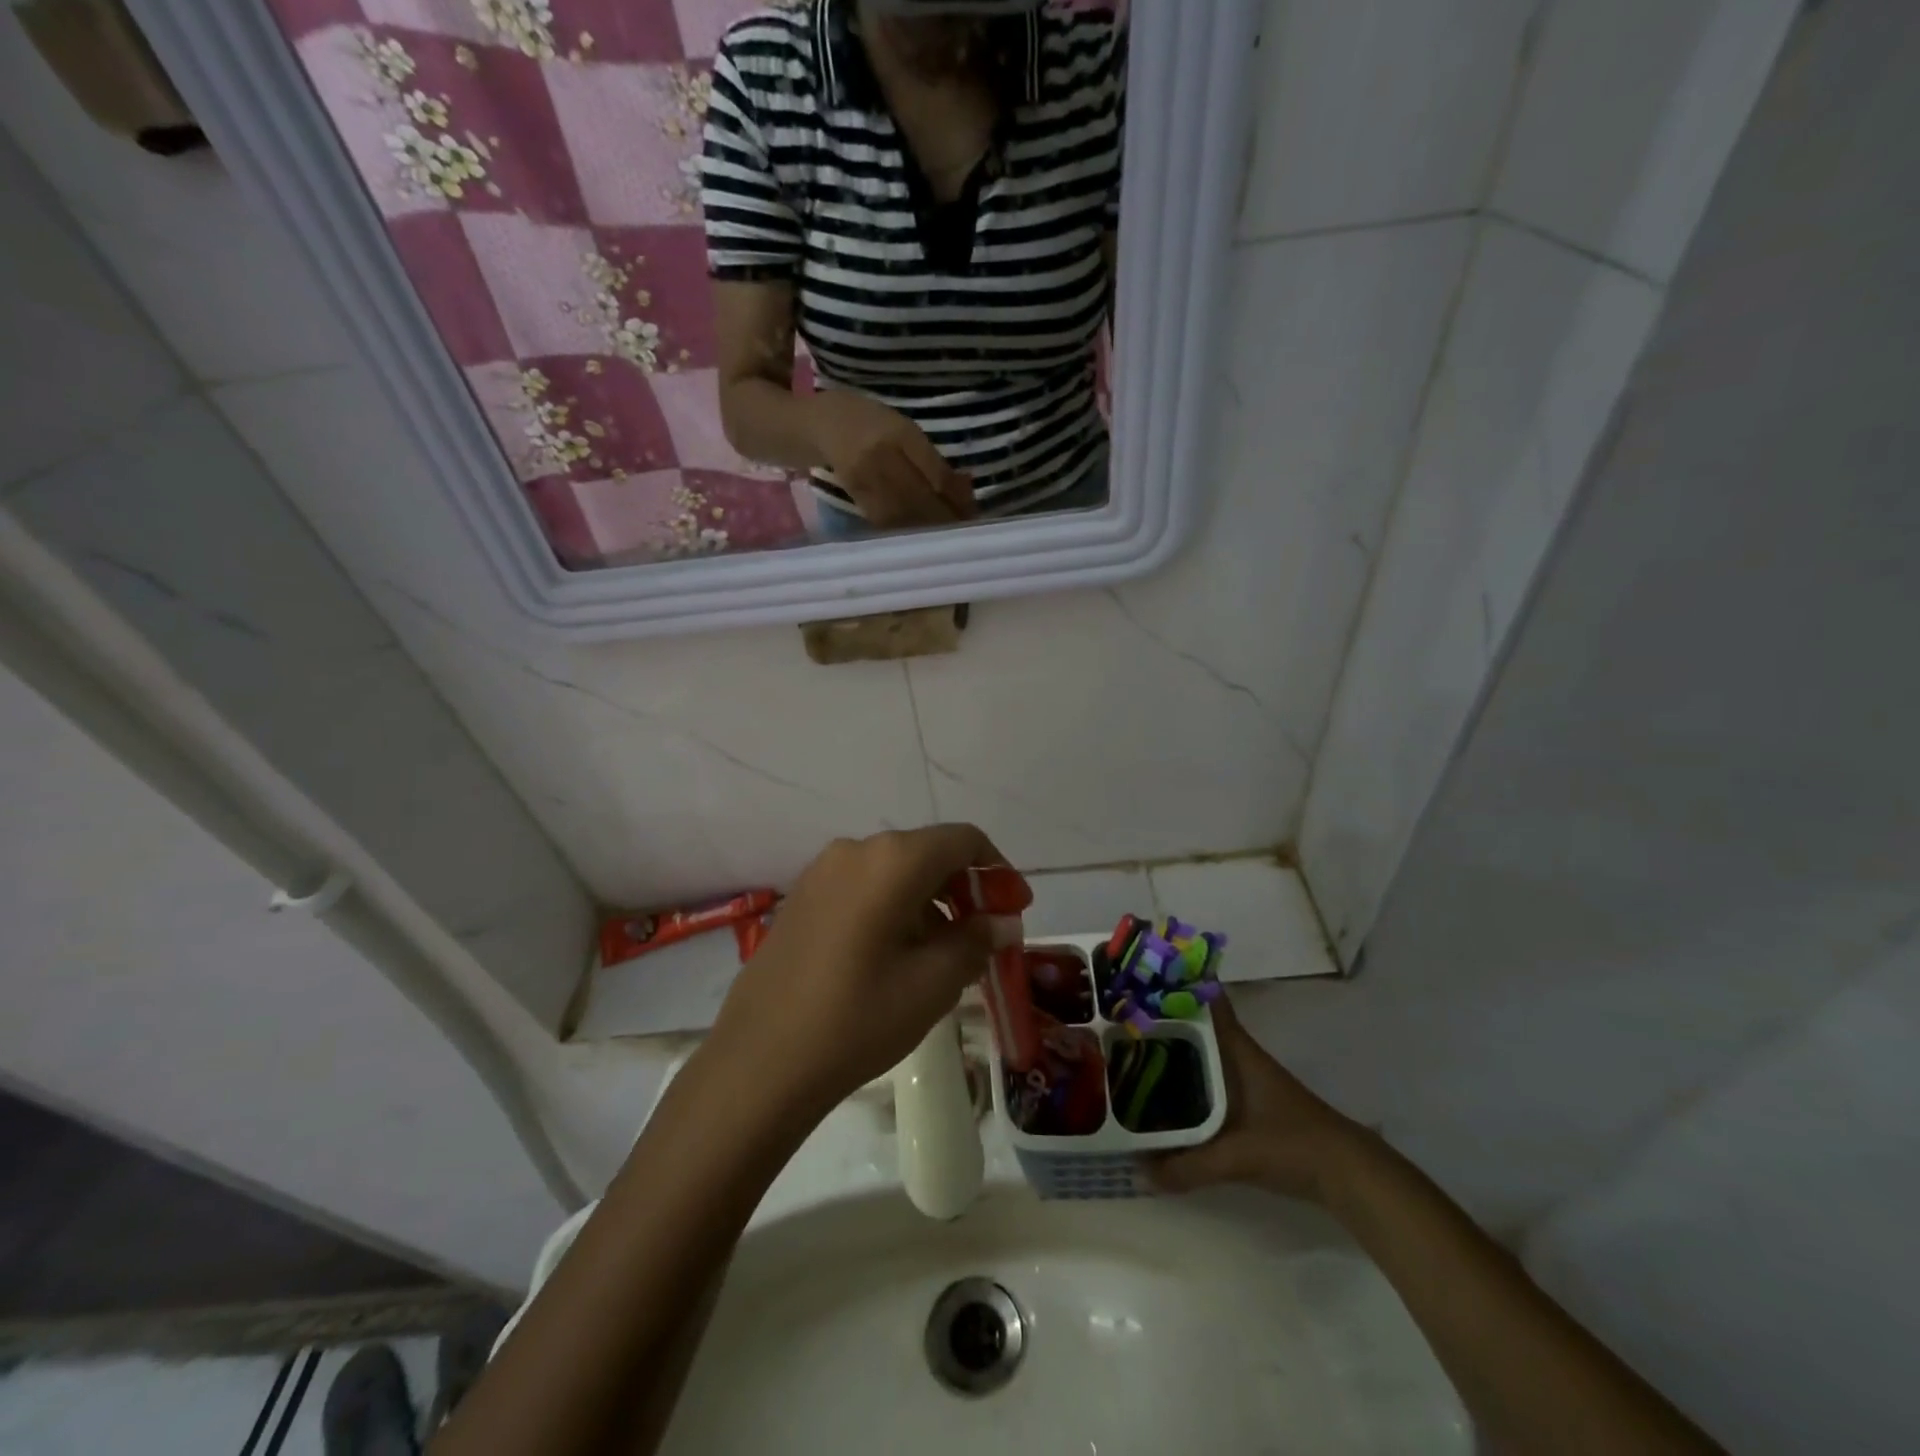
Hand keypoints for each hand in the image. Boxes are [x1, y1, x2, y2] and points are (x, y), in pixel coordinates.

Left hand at [707, 826, 1021, 1116]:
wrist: (760, 1061)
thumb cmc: (859, 1018)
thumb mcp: (933, 983)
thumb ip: (976, 941)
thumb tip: (1001, 922)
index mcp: (892, 859)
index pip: (963, 840)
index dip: (998, 870)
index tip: (1014, 909)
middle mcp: (856, 849)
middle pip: (928, 853)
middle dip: (965, 888)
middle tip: (985, 935)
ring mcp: (822, 872)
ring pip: (895, 871)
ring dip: (930, 900)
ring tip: (944, 953)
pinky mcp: (802, 898)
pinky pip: (863, 887)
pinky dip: (895, 907)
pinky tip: (898, 953)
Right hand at [807, 391, 975, 527]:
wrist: (821, 424)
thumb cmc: (870, 422)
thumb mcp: (904, 428)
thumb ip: (931, 459)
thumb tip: (964, 492)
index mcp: (900, 432)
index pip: (935, 474)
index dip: (955, 499)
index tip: (972, 513)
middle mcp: (881, 454)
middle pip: (920, 498)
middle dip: (944, 519)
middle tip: (962, 532)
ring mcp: (864, 476)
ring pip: (902, 513)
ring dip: (926, 529)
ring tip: (944, 538)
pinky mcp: (853, 494)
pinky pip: (883, 520)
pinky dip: (904, 530)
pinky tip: (917, 536)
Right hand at [1145, 994, 1361, 1202]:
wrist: (1348, 1174)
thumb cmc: (1293, 1145)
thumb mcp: (1237, 1157)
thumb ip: (1188, 1165)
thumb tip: (1139, 1172)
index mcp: (1237, 1050)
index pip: (1208, 1002)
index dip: (1179, 984)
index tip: (1143, 977)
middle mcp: (1239, 1056)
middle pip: (1196, 1026)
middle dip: (1163, 1020)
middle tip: (1121, 1017)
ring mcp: (1246, 1078)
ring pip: (1201, 1052)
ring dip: (1174, 1050)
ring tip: (1132, 1051)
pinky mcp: (1250, 1103)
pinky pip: (1208, 1078)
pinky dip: (1187, 1078)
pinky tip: (1165, 1093)